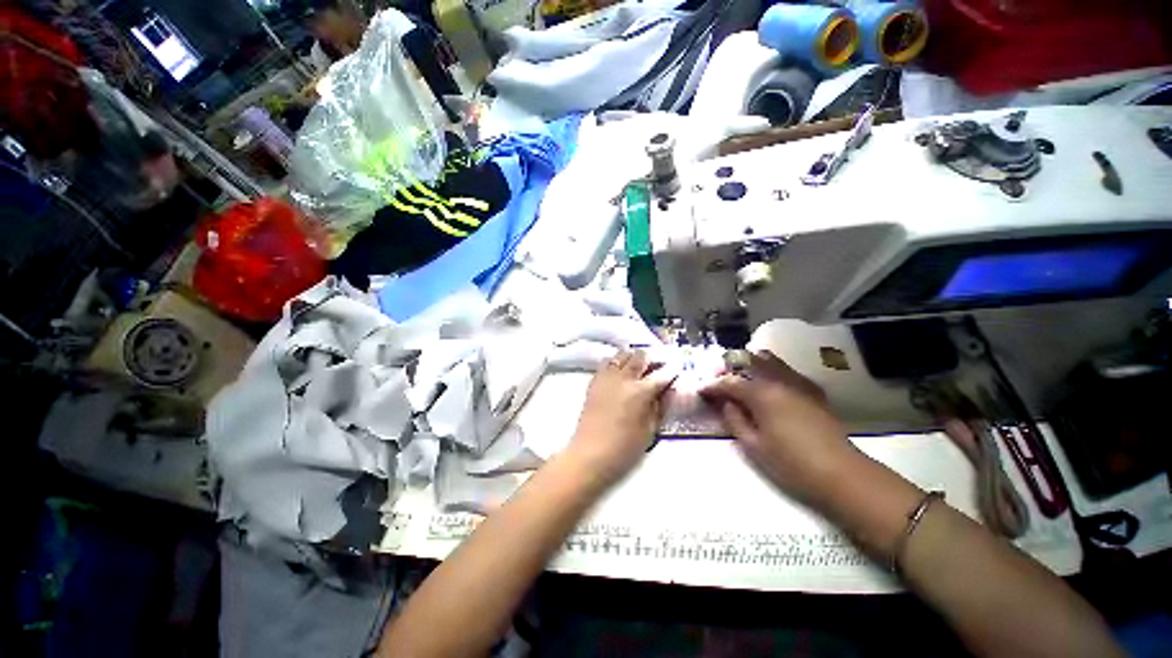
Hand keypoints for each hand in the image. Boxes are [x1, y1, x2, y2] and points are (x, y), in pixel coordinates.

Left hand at [566, 350, 673, 482]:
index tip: (678, 365)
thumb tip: (669, 389)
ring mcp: (607, 377)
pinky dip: (617, 362)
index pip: (661, 373)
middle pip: (640, 356)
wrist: (590, 453)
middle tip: (659, 365)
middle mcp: (623, 378)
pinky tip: (621, 372)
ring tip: (640, 366)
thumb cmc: (625, 448)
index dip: (672, 368)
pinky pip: (607, 362)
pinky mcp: (594, 381)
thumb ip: (661, 405)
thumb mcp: (650, 429)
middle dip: (653, 358)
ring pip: (622, 354)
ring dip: (634, 357)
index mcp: (640, 392)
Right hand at [700, 349, 855, 503]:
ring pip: (769, 360)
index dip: (712, 386)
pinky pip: (786, 370)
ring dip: (750, 364)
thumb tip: (726, 403)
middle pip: (749, 361)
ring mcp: (798, 382)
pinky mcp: (812, 390)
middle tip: (720, 380)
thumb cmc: (791, 464)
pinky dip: (770, 370)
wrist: (842, 474)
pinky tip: (768, 385)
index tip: (701, 391)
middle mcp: (779, 380)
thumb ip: (734, 419)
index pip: (730, 382)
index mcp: (762, 394)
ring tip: (741, 377)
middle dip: (730, 367)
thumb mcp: (753, 446)